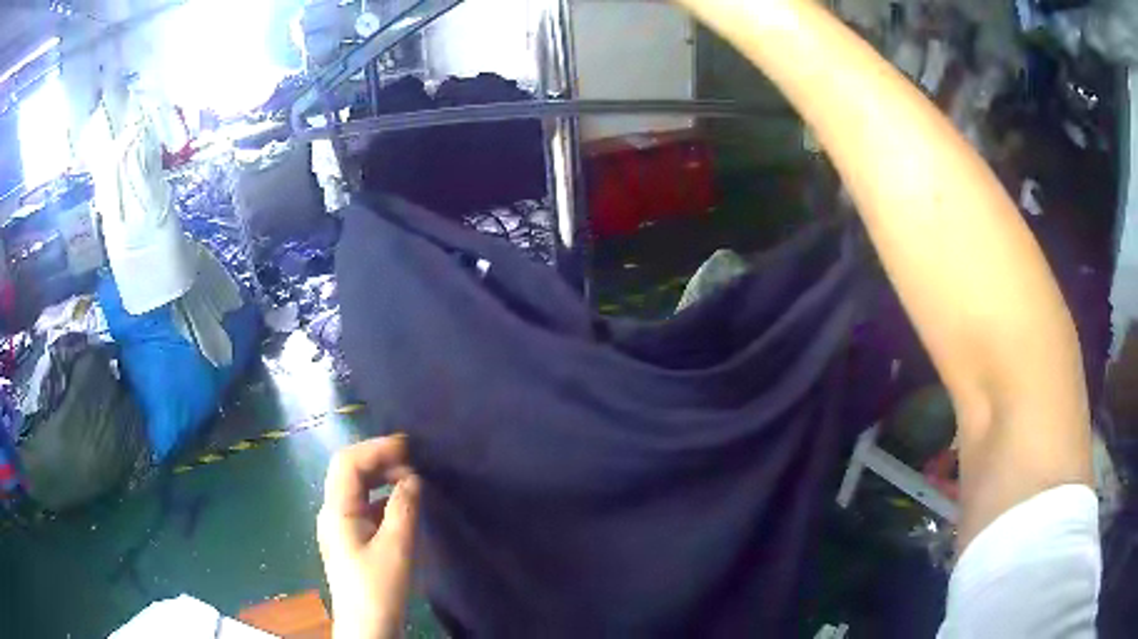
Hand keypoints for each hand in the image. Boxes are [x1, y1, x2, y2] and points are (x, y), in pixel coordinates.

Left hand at [317, 436, 419, 638]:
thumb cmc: (378, 588)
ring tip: (412, 479)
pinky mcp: (351, 540)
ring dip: (382, 478)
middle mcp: (332, 512)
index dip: (376, 448)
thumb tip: (413, 478)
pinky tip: (404, 505)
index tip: (409, 446)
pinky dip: (383, 498)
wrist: (367, 627)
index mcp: (336, 510)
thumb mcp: (396, 548)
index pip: (348, 462)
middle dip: (380, 460)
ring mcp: (340, 527)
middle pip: (350, 472)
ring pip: (357, 489)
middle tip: (414, 461)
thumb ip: (404, 508)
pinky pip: (364, 507)